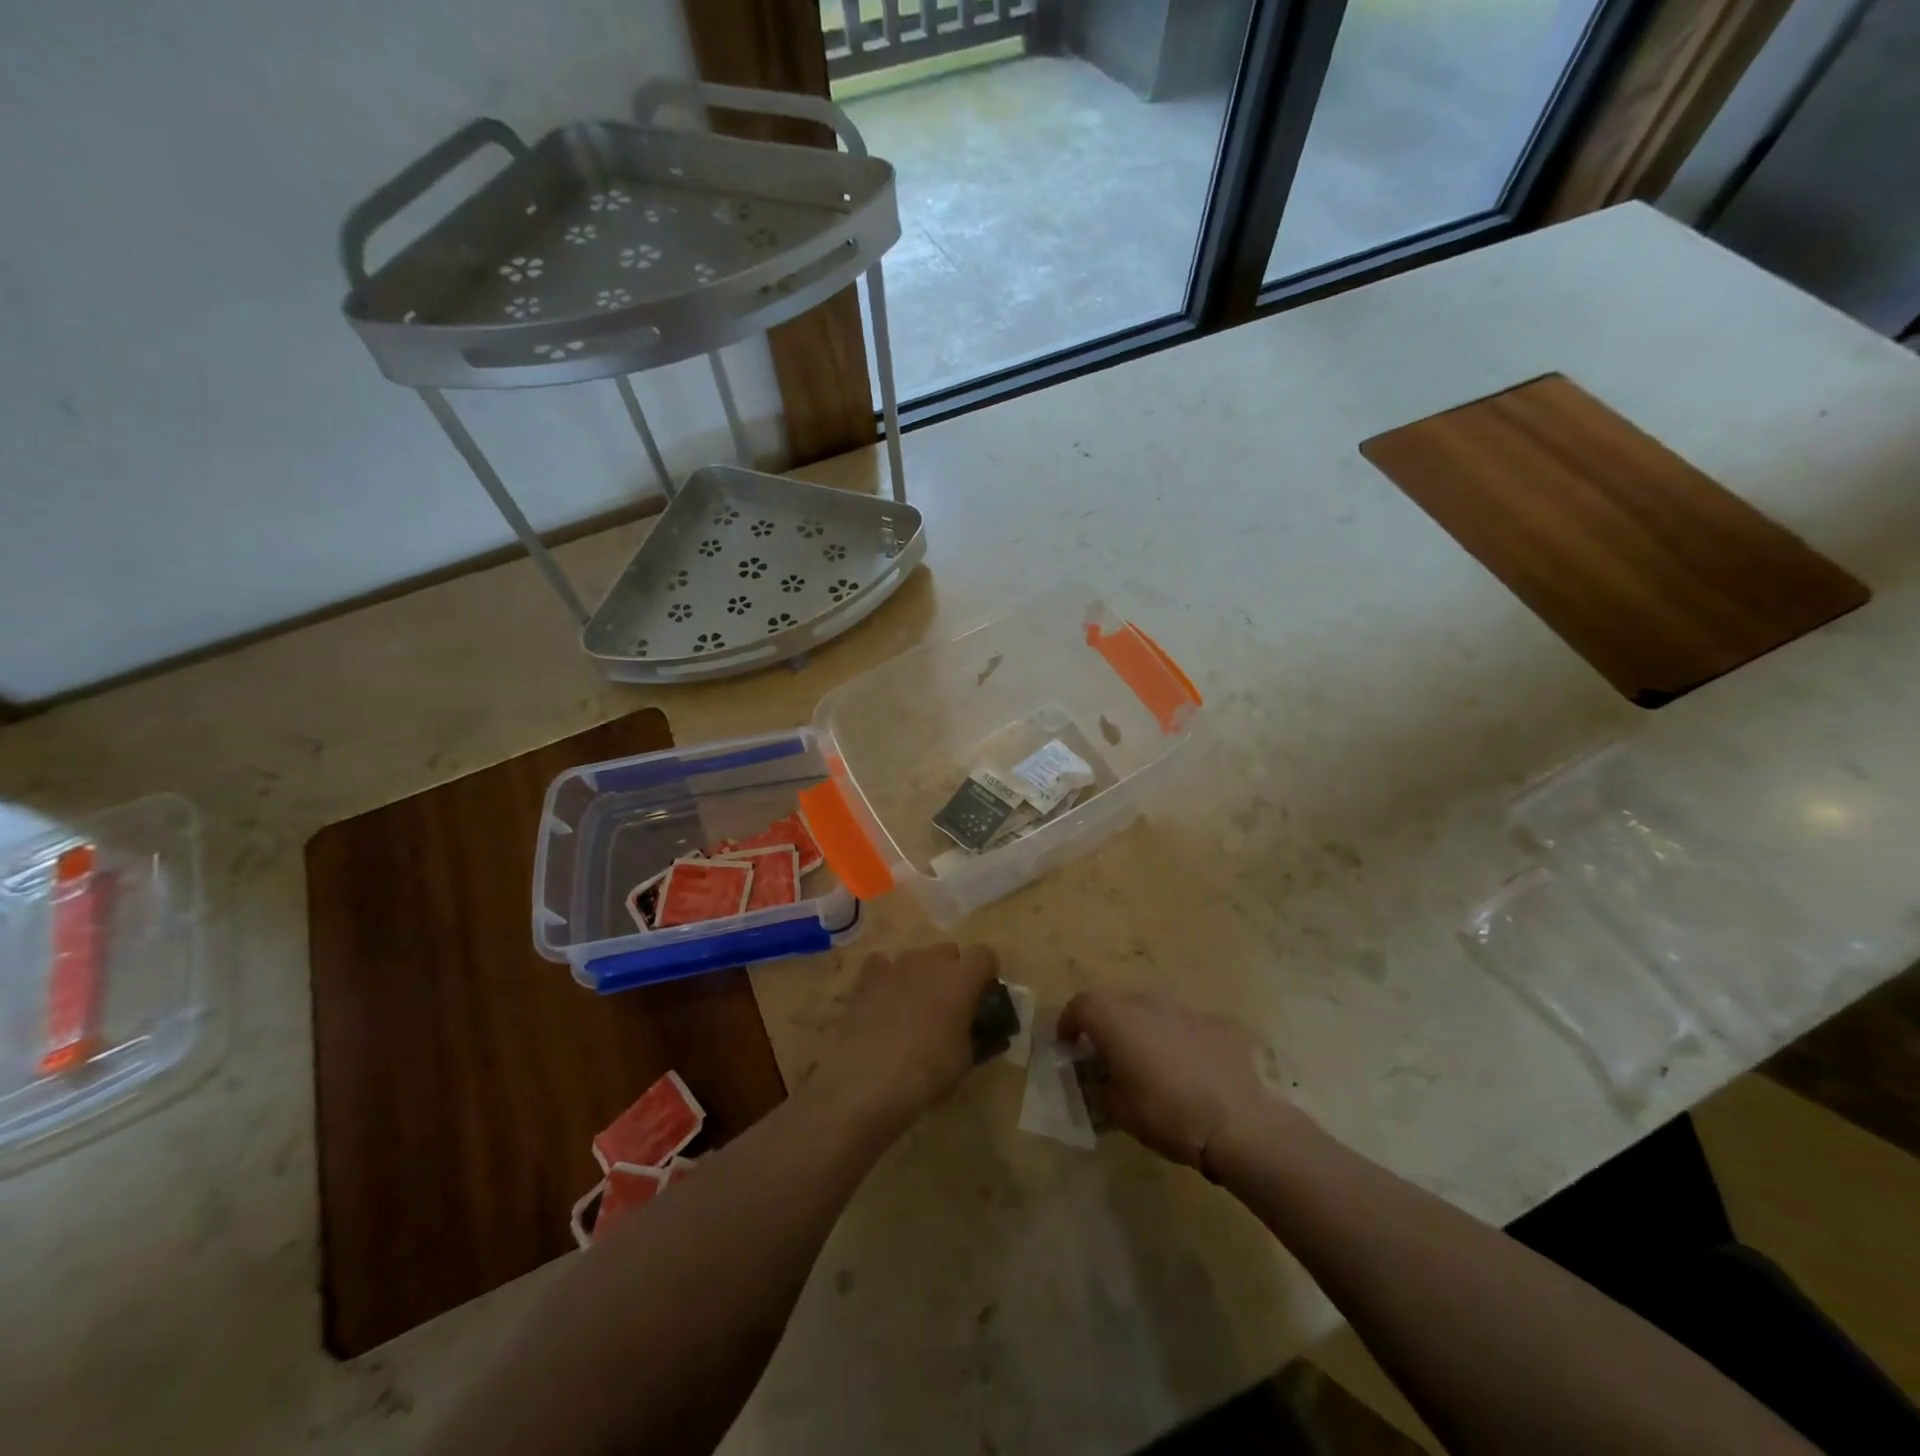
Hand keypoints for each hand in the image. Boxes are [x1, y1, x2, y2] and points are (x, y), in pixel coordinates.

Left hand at [819, 943, 999, 1128]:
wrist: (867, 1077)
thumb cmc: (926, 1071)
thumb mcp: (964, 1061)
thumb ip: (976, 1036)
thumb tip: (977, 1031)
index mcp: (962, 978)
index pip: (984, 955)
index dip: (985, 973)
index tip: (981, 996)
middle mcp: (931, 961)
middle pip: (949, 952)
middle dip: (951, 972)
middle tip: (947, 1005)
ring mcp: (896, 964)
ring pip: (917, 958)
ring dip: (920, 975)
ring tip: (912, 1007)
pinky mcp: (867, 976)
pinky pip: (882, 964)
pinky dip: (887, 977)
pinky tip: (883, 1001)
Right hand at [1059, 992, 1290, 1172]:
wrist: (1239, 1122)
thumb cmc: (1166, 1114)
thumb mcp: (1118, 1110)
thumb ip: (1101, 1085)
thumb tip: (1101, 1077)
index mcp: (1117, 1020)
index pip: (1081, 1005)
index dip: (1070, 1021)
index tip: (1069, 1043)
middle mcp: (1148, 1004)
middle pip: (1118, 1004)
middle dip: (1109, 1025)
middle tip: (1109, 1055)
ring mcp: (1186, 1010)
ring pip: (1155, 1012)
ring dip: (1146, 1031)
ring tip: (1153, 1064)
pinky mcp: (1219, 1023)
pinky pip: (1188, 1026)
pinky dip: (1181, 1041)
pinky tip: (1193, 1071)